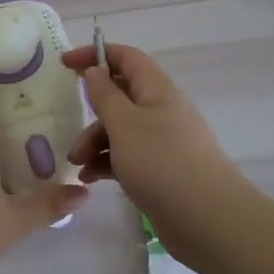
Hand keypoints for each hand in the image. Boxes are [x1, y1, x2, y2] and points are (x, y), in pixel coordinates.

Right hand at [61, 43, 239, 254]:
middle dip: (92, 110)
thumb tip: (95, 70)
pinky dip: (107, 163)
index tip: (65, 63)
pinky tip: (90, 179)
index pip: (126, 58)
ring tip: (78, 165)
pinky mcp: (161, 170)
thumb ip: (105, 95)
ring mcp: (163, 142)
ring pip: (121, 129)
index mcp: (157, 90)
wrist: (208, 219)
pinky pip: (127, 156)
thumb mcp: (124, 124)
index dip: (96, 54)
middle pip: (120, 96)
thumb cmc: (162, 163)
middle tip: (69, 127)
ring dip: (95, 142)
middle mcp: (161, 110)